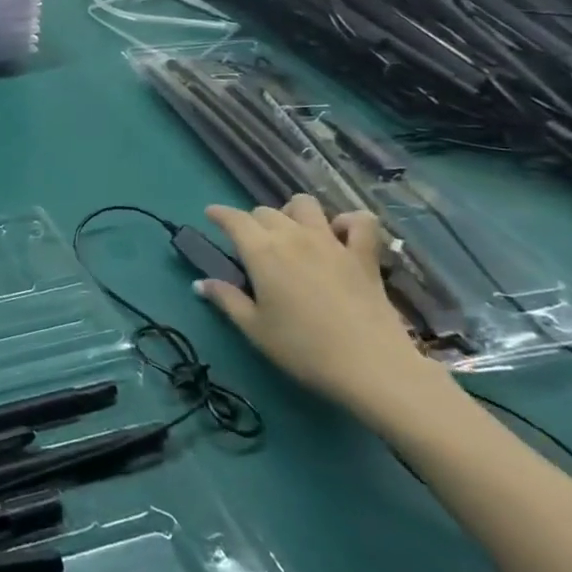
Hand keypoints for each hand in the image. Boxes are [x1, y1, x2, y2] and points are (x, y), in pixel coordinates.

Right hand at [197, 196, 443, 421]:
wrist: (371, 367)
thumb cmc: (304, 349)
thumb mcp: (255, 329)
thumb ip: (226, 300)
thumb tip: (201, 283)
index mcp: (262, 251)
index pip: (234, 219)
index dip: (219, 214)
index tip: (211, 215)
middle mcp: (294, 236)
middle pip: (266, 212)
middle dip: (253, 221)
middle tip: (251, 244)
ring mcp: (332, 242)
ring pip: (306, 205)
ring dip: (293, 213)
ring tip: (292, 232)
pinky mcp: (364, 255)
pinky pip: (360, 221)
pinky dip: (349, 222)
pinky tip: (341, 235)